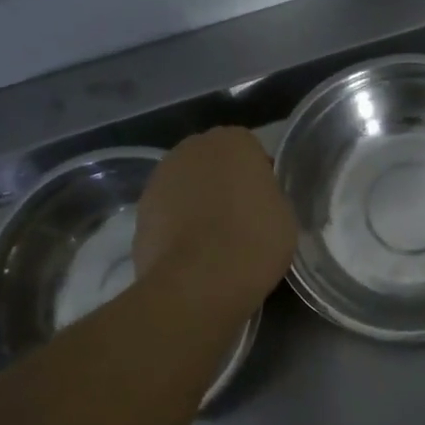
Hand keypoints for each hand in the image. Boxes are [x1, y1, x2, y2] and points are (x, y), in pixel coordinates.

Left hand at [135, 127, 297, 305]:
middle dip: (224, 183)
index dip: (258, 176)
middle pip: (213, 162)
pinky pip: (168, 211)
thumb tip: (255, 198)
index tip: (265, 202)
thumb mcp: (284, 214)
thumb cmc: (253, 241)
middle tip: (240, 217)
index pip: (250, 150)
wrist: (198, 282)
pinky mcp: (140, 210)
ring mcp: (160, 177)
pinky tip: (192, 253)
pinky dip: (177, 225)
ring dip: (198, 202)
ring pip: (187, 185)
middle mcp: (192, 148)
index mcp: (233, 141)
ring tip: (214, 240)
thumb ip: (268, 194)